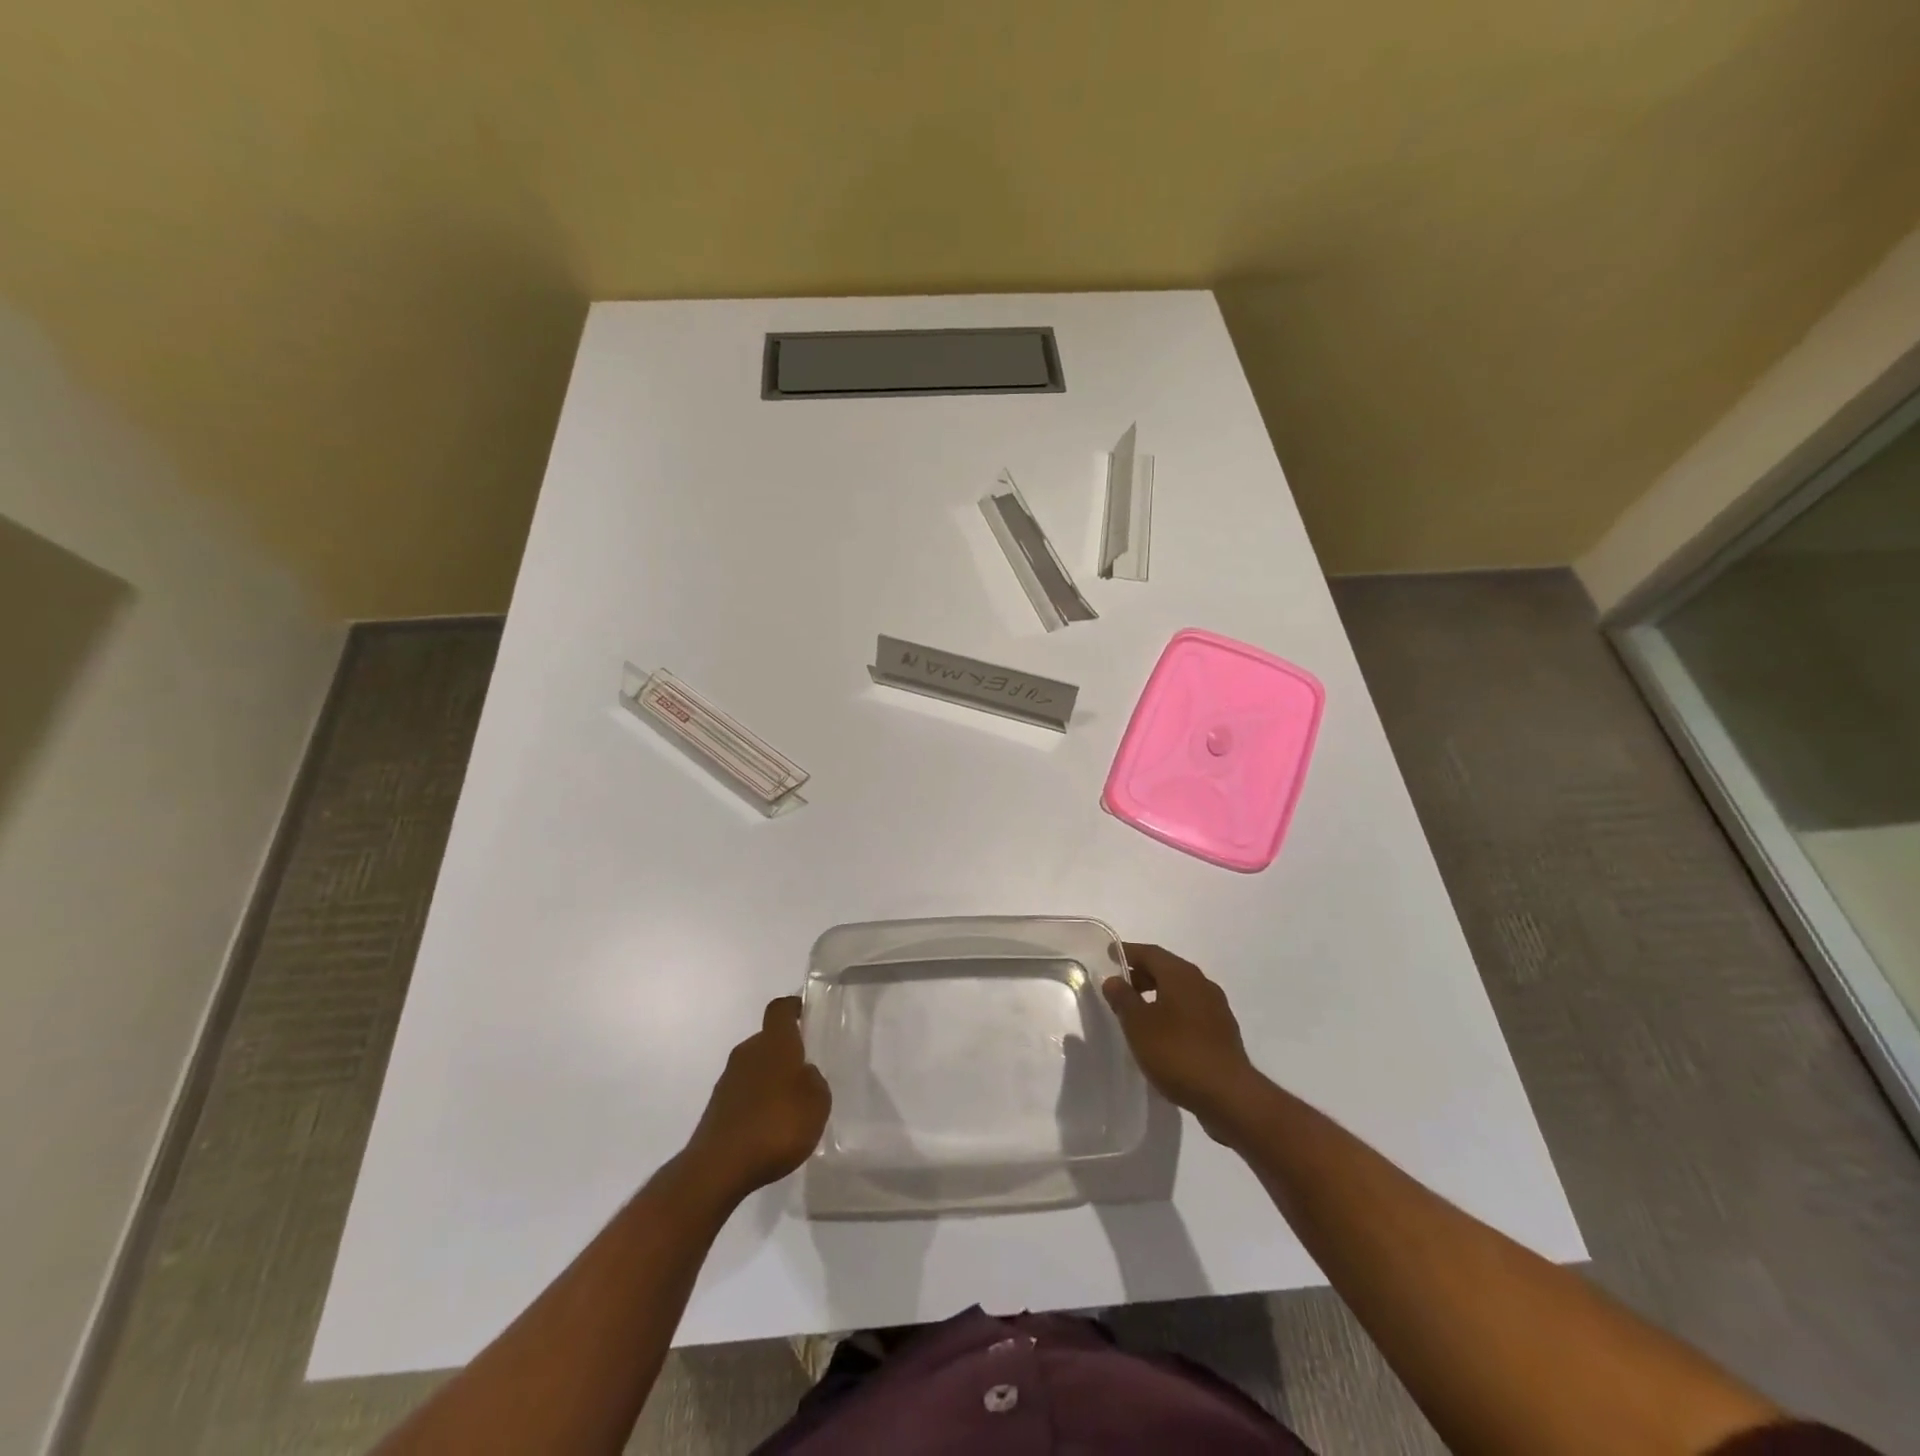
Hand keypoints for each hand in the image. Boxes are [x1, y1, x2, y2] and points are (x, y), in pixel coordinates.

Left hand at [685, 997, 830, 1201]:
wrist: (719, 1167)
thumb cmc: (776, 1124)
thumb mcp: (817, 1102)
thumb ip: (814, 1081)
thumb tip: (804, 1074)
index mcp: (774, 1043)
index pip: (780, 1010)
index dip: (794, 1007)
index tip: (806, 1012)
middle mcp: (747, 1053)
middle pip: (768, 1040)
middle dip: (786, 1052)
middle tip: (807, 1071)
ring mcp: (728, 1081)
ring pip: (755, 1068)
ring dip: (771, 1079)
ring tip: (791, 1106)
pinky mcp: (717, 1108)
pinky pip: (744, 1094)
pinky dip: (758, 1103)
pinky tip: (770, 1128)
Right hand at [1103, 944, 1262, 1140]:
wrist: (1228, 1095)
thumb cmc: (1176, 1052)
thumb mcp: (1138, 1024)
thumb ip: (1123, 998)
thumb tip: (1114, 979)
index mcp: (1181, 975)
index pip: (1150, 953)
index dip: (1128, 952)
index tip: (1109, 954)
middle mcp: (1202, 983)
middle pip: (1167, 969)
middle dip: (1142, 974)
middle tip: (1120, 986)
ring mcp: (1216, 1008)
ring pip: (1180, 990)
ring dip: (1158, 994)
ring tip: (1138, 1012)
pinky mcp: (1223, 1032)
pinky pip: (1191, 1010)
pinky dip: (1172, 1012)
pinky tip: (1162, 1033)